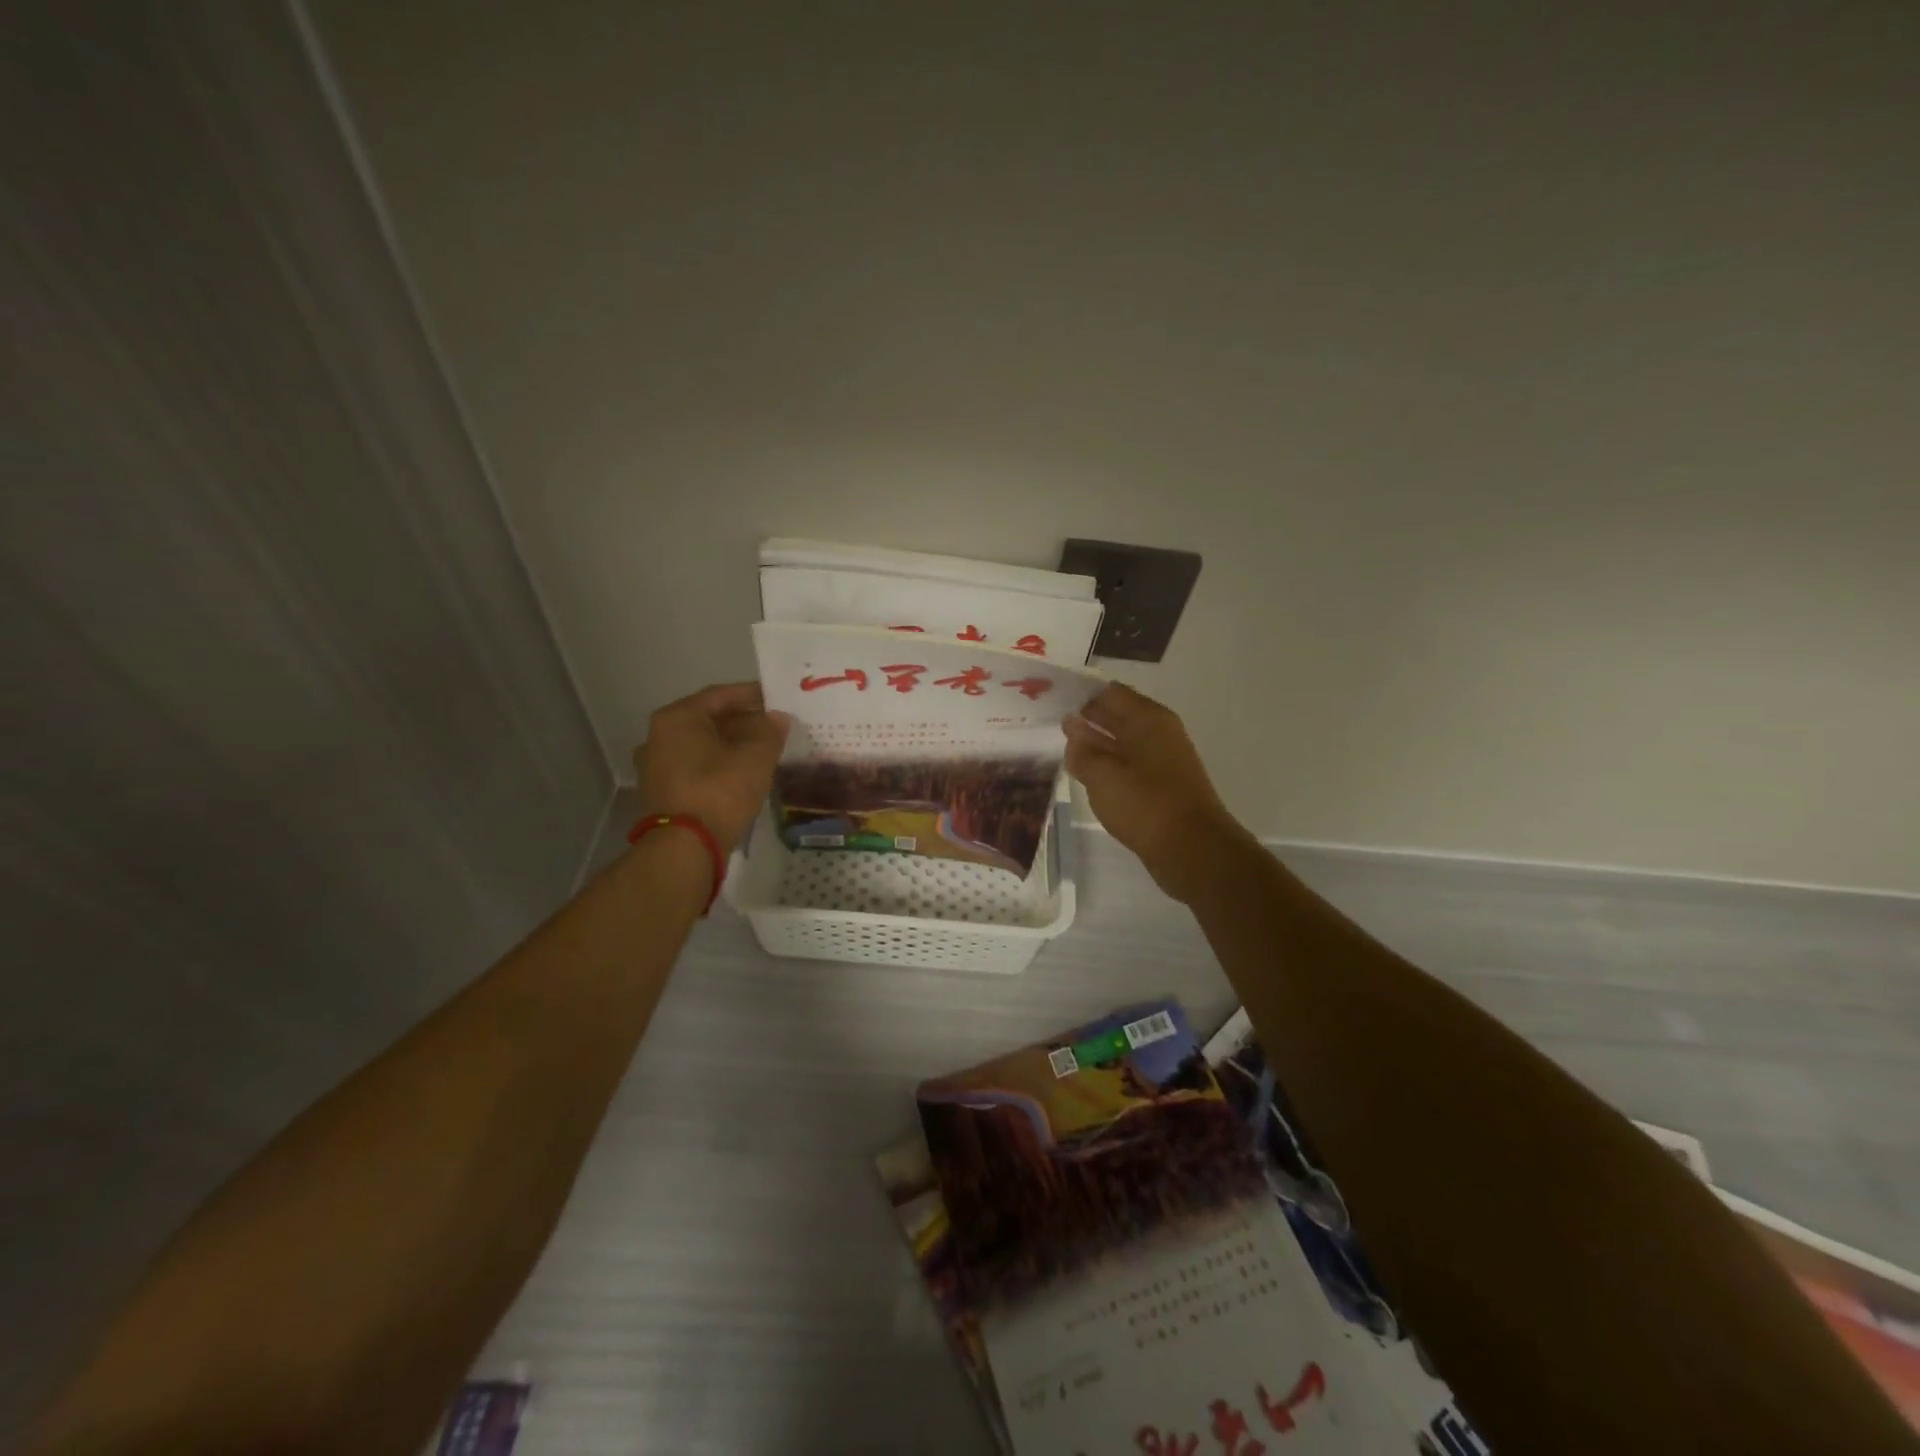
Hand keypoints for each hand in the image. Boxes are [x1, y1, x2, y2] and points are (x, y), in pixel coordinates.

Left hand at [635, 683, 790, 856]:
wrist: (685, 847)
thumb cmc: (719, 791)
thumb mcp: (755, 758)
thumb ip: (770, 731)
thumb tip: (777, 718)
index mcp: (677, 718)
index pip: (720, 696)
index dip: (751, 695)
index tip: (776, 698)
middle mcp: (658, 736)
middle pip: (708, 720)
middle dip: (743, 722)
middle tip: (773, 726)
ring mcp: (655, 766)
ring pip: (701, 745)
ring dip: (731, 745)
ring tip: (762, 750)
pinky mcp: (661, 792)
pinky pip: (695, 767)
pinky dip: (718, 765)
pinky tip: (742, 773)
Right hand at [1064, 684, 1250, 902]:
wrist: (1192, 849)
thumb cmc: (1145, 803)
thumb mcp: (1102, 775)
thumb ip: (1082, 749)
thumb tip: (1072, 727)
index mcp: (1147, 719)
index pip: (1110, 692)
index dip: (1081, 693)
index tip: (1053, 699)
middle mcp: (1158, 732)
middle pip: (1118, 715)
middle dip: (1087, 717)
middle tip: (1052, 720)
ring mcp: (1163, 759)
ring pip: (1123, 741)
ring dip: (1096, 742)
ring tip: (1064, 746)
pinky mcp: (1162, 785)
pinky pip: (1130, 765)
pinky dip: (1109, 765)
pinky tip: (1088, 774)